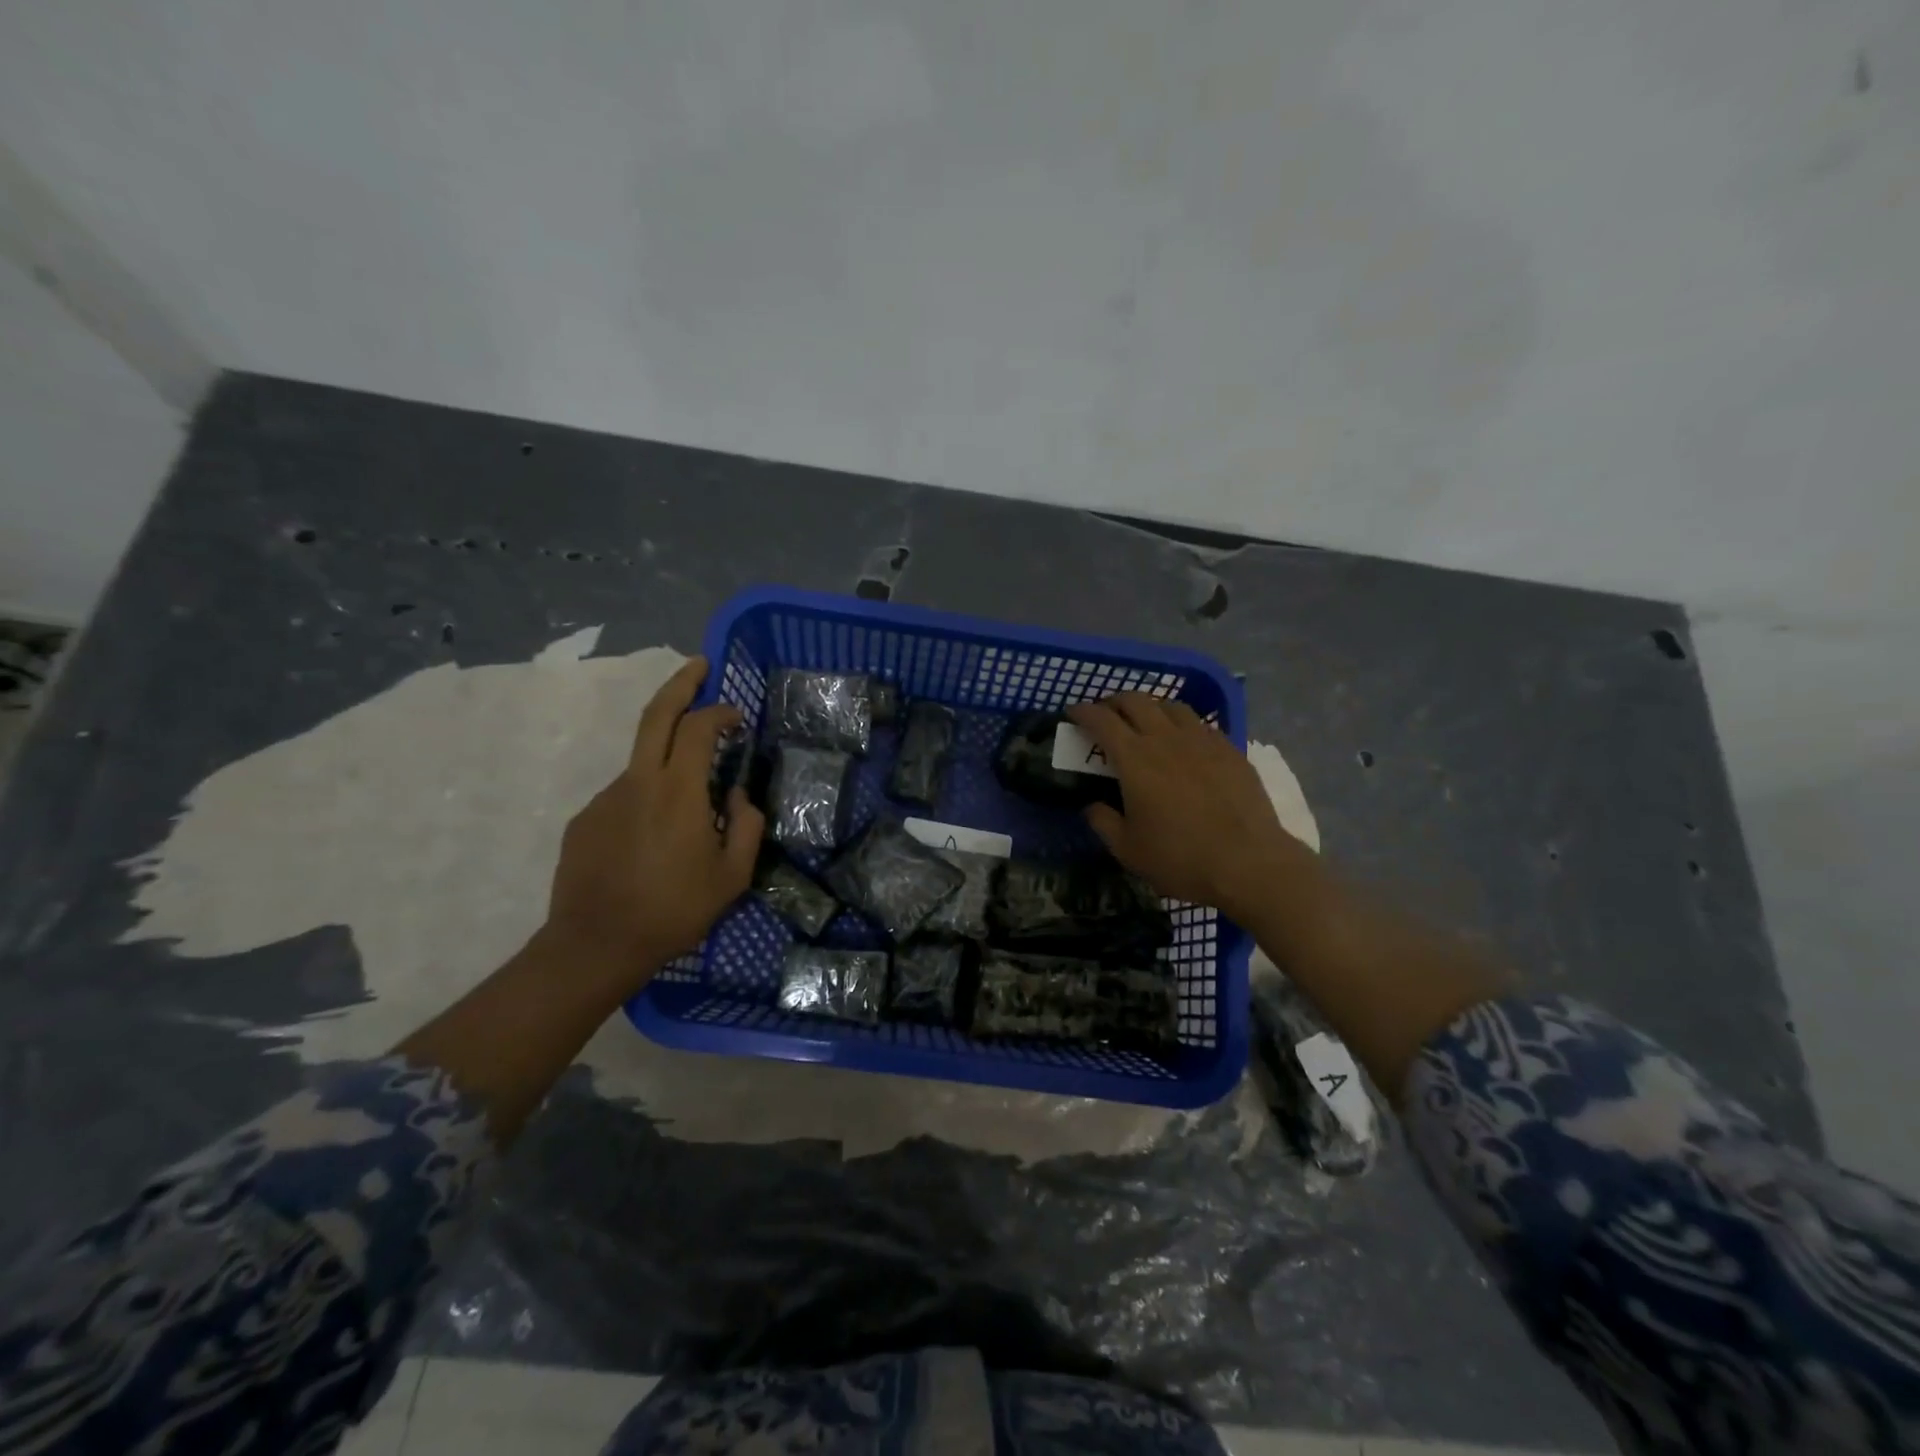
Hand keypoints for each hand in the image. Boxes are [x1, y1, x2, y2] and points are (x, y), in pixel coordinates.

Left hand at [545, 657, 764, 984]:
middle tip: (699, 665)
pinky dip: (647, 801)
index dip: (719, 711)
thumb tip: (738, 794)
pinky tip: (654, 841)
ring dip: (668, 762)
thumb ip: (746, 826)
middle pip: (656, 714)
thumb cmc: (674, 911)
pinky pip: (625, 797)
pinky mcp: (585, 820)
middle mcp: (638, 782)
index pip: (697, 728)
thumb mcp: (732, 877)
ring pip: (642, 763)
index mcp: (678, 791)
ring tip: (688, 813)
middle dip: (680, 683)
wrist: (595, 946)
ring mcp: (606, 798)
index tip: (736, 715)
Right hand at [1066, 693, 1307, 920]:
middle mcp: (1166, 739)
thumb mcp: (1128, 849)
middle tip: (1106, 714)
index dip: (1083, 711)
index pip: (1101, 720)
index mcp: (1135, 759)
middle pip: (1136, 701)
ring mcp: (1202, 740)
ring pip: (1171, 705)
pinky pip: (1201, 724)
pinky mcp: (1230, 749)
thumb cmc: (1180, 858)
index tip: (1072, 712)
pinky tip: (1185, 742)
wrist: (1248, 863)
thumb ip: (1103, 822)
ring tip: (1146, 722)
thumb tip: (1092, 805)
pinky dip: (1183, 724)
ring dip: (1151, 707)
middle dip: (1114, 701)